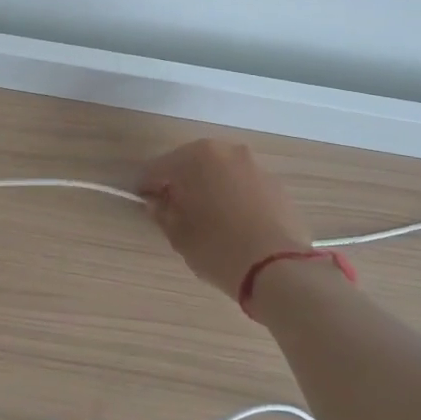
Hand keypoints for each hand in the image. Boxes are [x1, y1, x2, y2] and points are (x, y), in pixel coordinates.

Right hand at [137, 139, 313, 296]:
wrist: (278, 268)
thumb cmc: (218, 248)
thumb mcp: (179, 235)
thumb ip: (162, 213)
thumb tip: (157, 204)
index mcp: (196, 157)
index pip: (158, 168)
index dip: (146, 187)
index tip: (142, 203)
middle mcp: (226, 151)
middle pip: (191, 164)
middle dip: (180, 183)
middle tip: (173, 211)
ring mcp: (254, 165)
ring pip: (220, 172)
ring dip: (208, 188)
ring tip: (206, 218)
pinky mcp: (276, 184)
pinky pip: (243, 185)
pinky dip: (232, 196)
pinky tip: (233, 222)